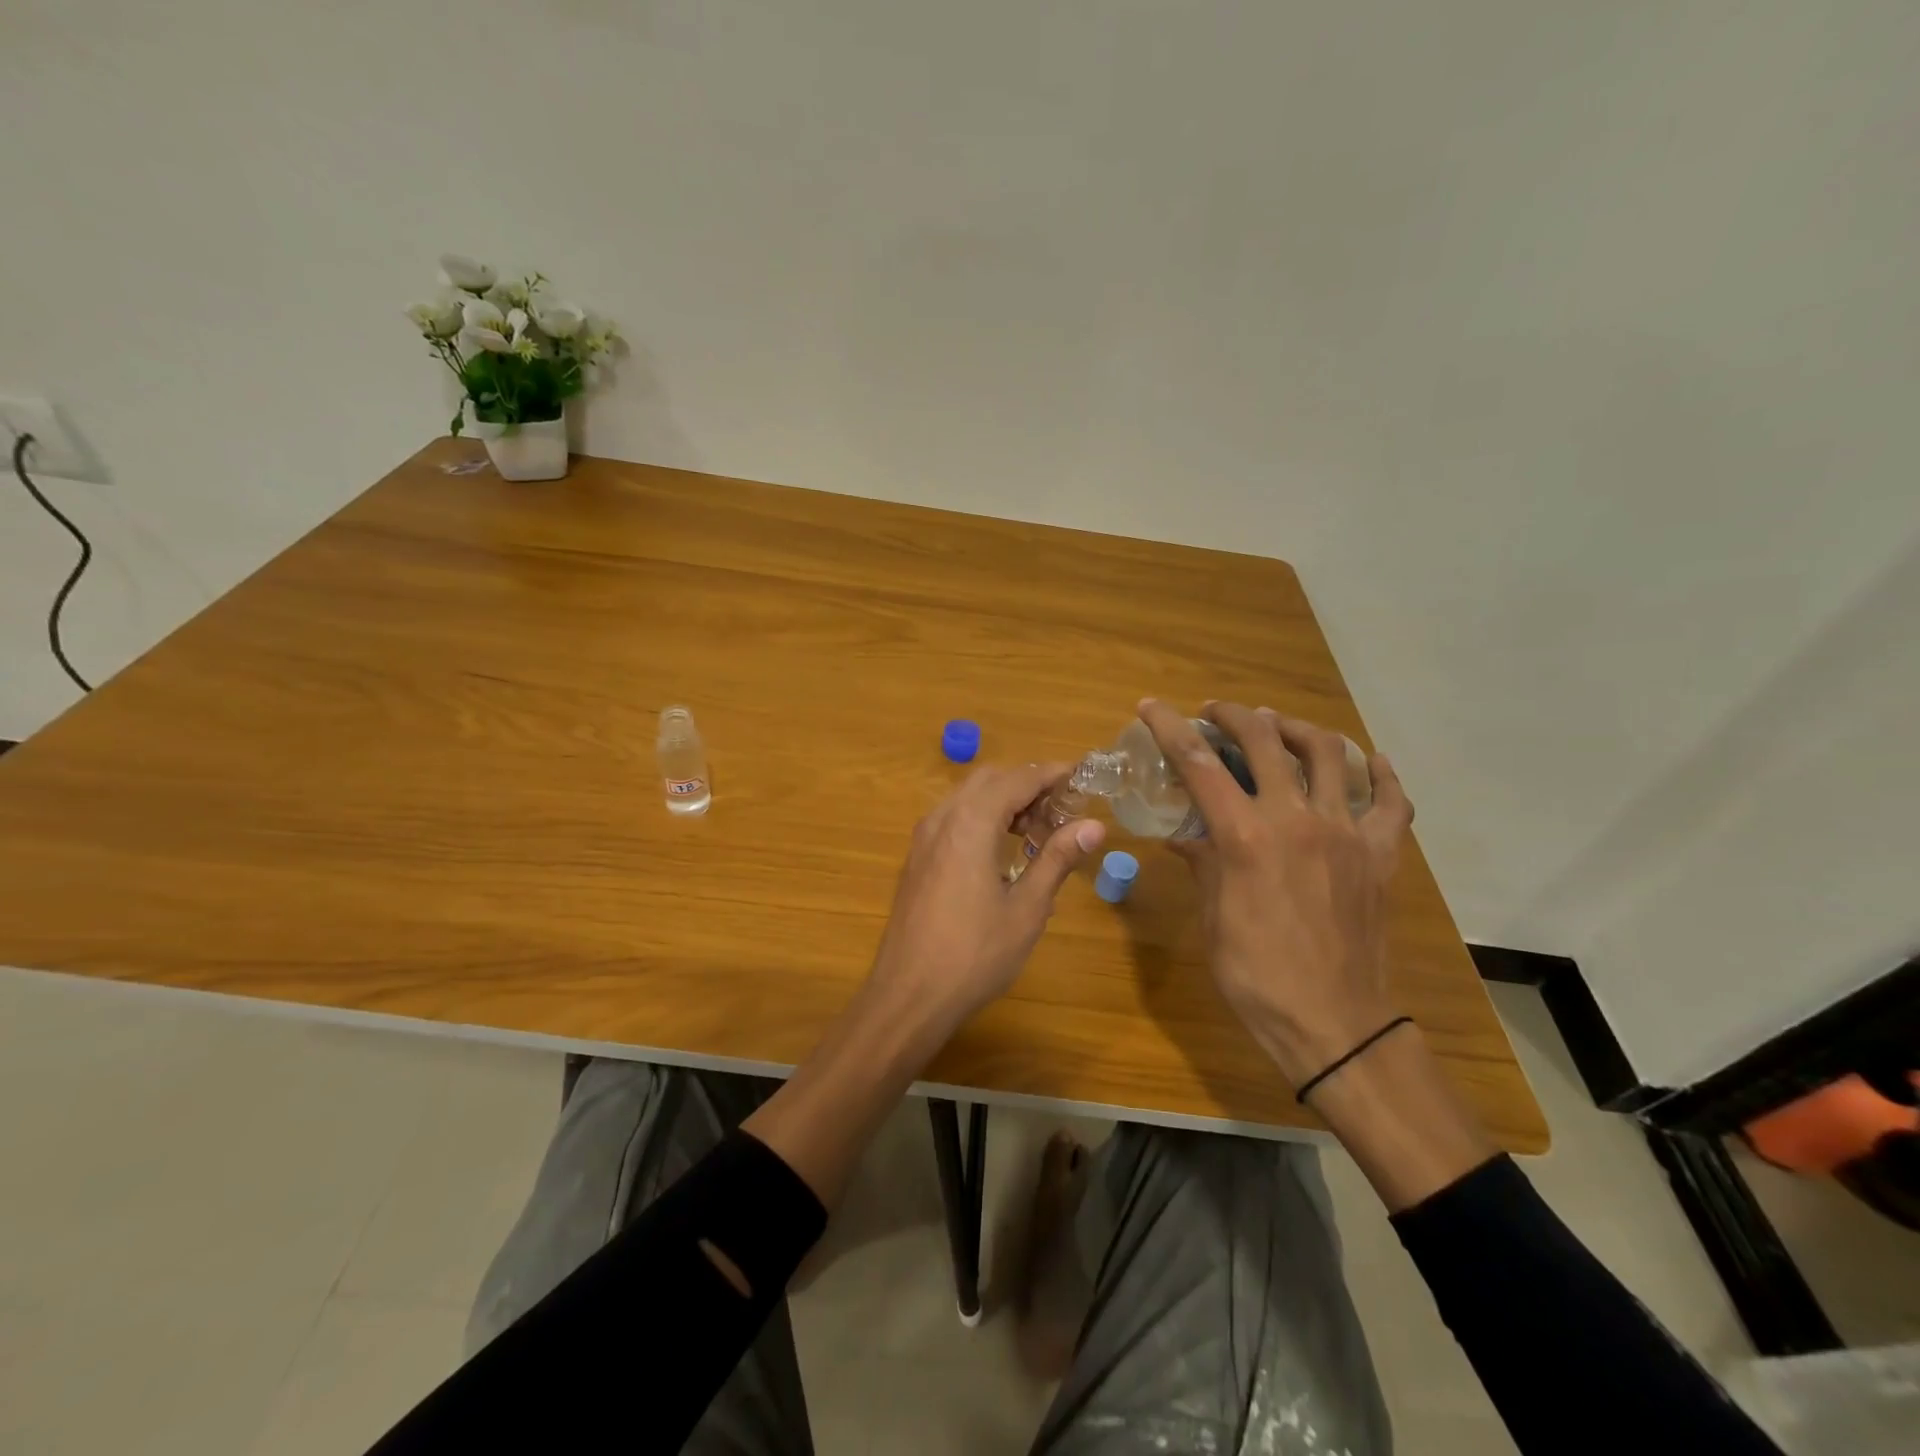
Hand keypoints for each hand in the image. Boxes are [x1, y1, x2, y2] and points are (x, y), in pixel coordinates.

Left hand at [869, 763, 1105, 1025]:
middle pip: (989, 780)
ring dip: (1003, 801)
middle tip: (1062, 809)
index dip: (1051, 774)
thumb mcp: (1027, 909)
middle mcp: (942, 818)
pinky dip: (981, 817)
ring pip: (967, 797)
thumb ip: (1057, 859)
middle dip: (1027, 785)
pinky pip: (952, 818)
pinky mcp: (916, 859)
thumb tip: (1094, 826)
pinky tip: (1001, 850)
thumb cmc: (974, 954)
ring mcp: (923, 838)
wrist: (908, 994)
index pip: (1017, 780)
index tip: (1082, 777)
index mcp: (970, 823)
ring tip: (1038, 831)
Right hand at [1136, 699, 1413, 1090]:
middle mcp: (1296, 819)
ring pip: (1327, 753)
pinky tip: (1371, 761)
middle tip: (1215, 713)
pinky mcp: (1381, 853)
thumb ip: (1202, 861)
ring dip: (1295, 729)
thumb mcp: (1213, 915)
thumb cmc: (1256, 974)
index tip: (1151, 706)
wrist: (1333, 1022)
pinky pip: (1391, 802)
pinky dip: (1381, 775)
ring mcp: (1346, 832)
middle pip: (1263, 740)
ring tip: (1277, 726)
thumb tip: (1183, 832)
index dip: (1170, 727)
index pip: (1198, 763)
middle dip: (1233, 715)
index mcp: (1245, 836)